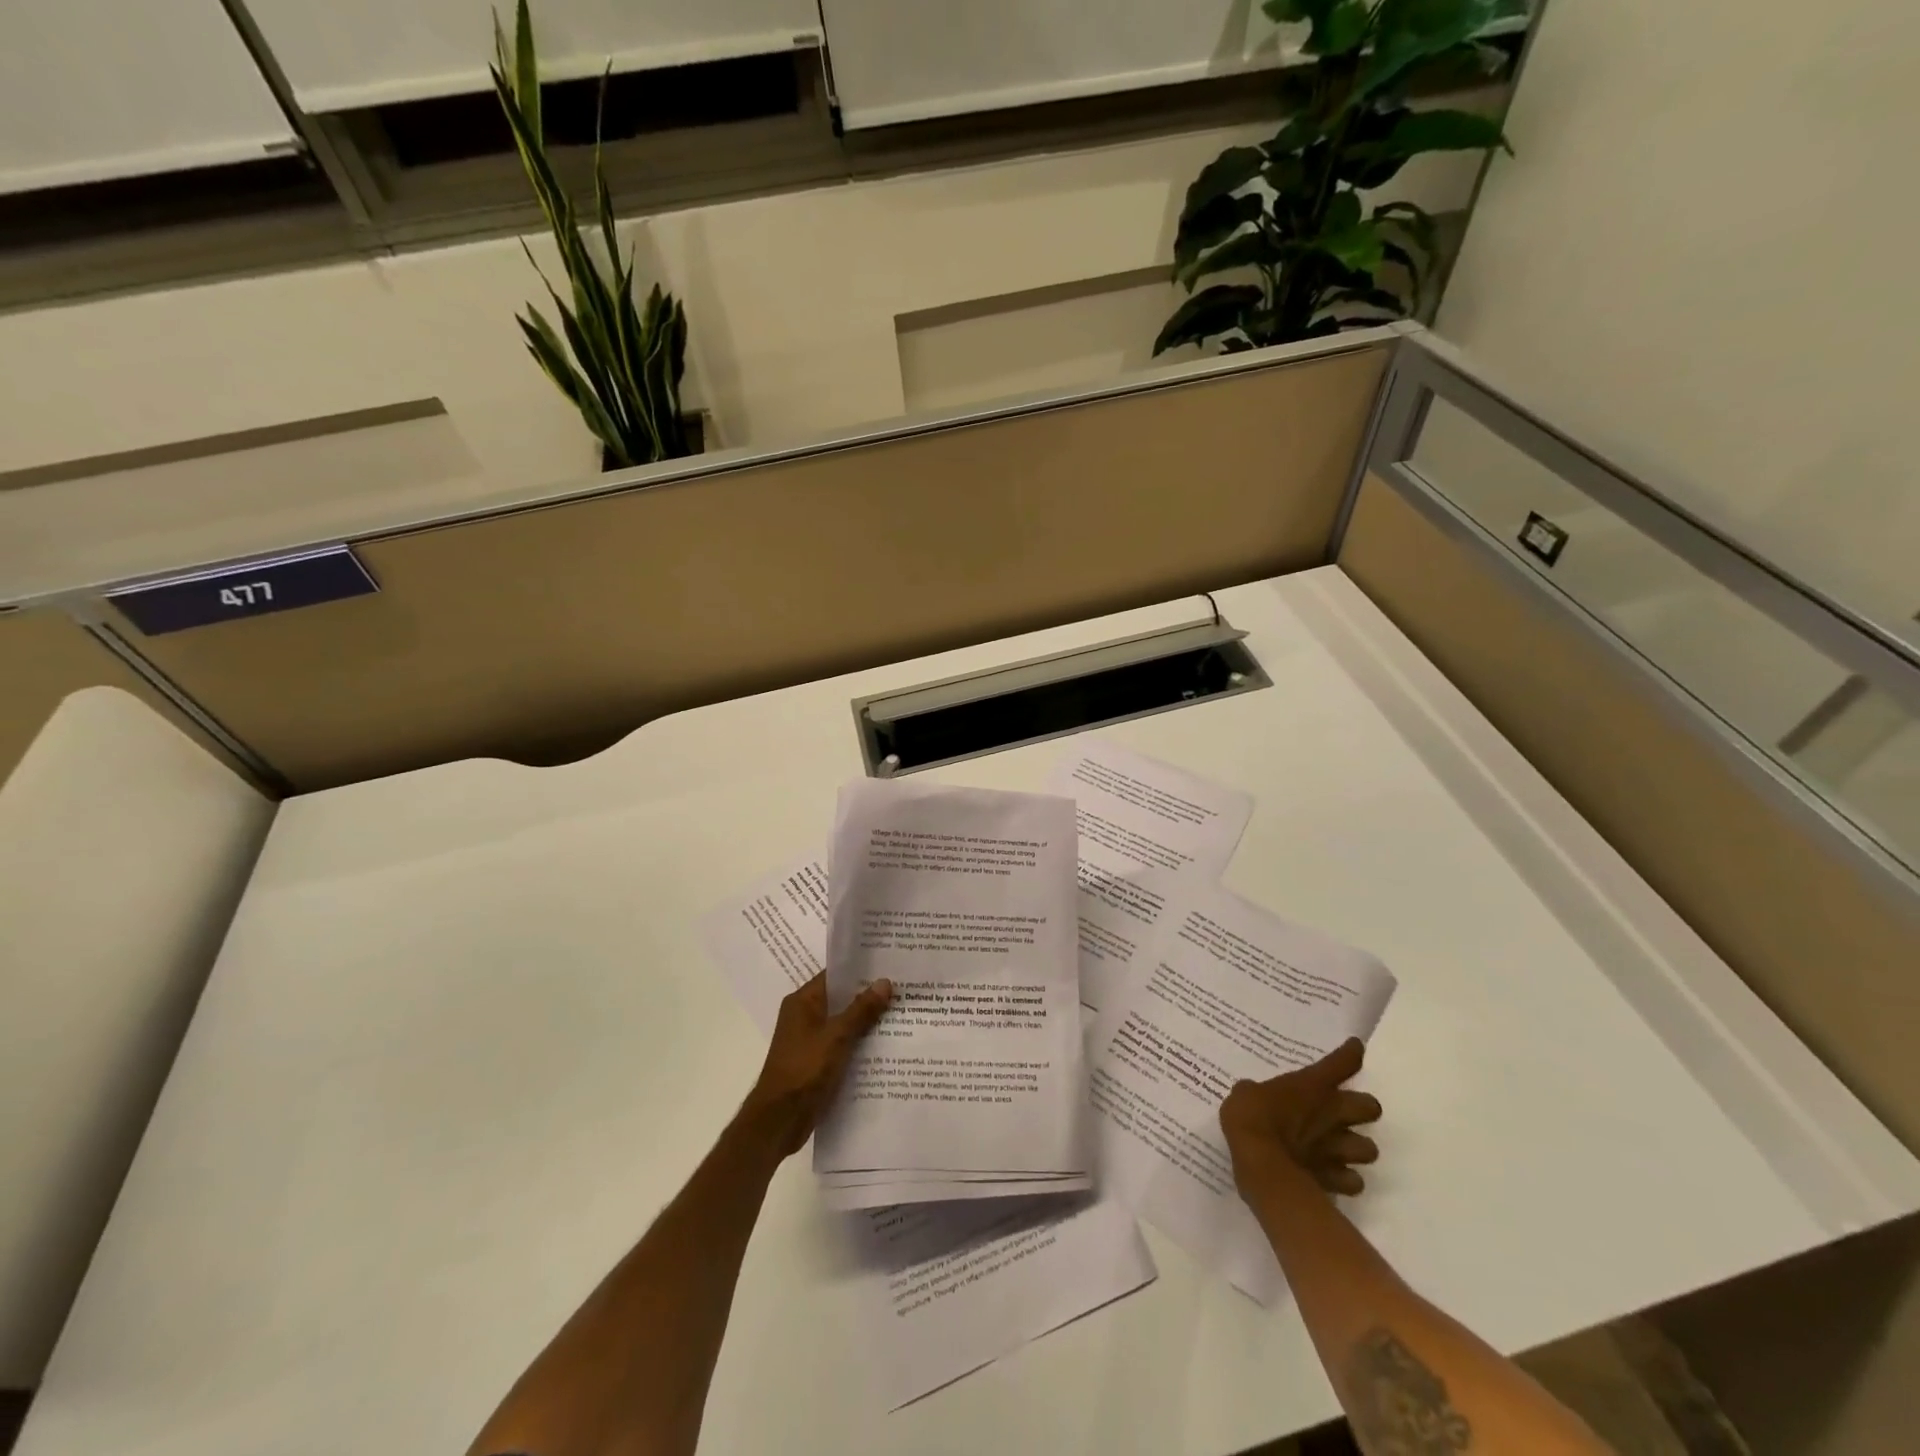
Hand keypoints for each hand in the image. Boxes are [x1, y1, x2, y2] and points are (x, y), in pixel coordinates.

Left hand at [736, 972, 892, 1157]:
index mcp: (803, 1002)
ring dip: (867, 1021)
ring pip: (844, 1023)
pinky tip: (887, 1045)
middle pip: (841, 999)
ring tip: (902, 1013)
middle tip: (904, 988)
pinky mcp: (817, 1062)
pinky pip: (843, 1044)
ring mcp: (810, 1040)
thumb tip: (885, 982)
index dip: (861, 969)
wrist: (779, 1121)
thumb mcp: (836, 1037)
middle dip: (869, 996)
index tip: (889, 964)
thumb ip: (861, 1010)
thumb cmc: (804, 1070)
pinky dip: (860, 1043)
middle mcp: (805, 1016)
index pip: (835, 975)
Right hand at [1219, 1038, 1383, 1202]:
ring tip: (1342, 1148)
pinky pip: (1353, 1181)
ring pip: (1370, 1149)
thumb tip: (1254, 1093)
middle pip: (1371, 1107)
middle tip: (1347, 1112)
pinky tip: (1334, 1176)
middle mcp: (1333, 1114)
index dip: (1351, 1053)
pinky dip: (1346, 1179)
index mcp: (1312, 1086)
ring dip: (1358, 1147)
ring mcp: (1338, 1148)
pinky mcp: (1335, 1178)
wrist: (1261, 1163)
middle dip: (1363, 1109)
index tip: (1355, 1047)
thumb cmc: (1251, 1117)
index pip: (1342, 1062)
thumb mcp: (1245, 1094)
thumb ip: (1257, 1092)